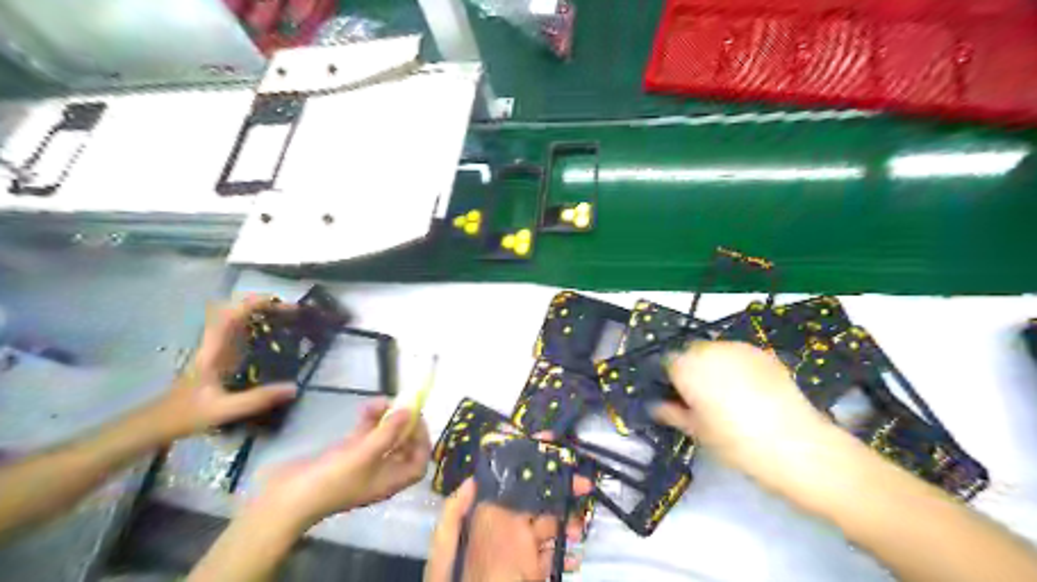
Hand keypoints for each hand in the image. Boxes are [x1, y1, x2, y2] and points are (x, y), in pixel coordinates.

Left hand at [151, 298, 302, 437]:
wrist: (157, 424)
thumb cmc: (186, 415)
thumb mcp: (223, 410)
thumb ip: (256, 399)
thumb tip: (294, 387)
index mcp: (213, 351)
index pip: (231, 316)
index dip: (254, 304)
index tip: (281, 304)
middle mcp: (216, 344)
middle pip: (237, 312)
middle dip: (265, 306)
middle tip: (294, 313)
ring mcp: (218, 350)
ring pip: (240, 321)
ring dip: (264, 315)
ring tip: (291, 320)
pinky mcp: (223, 358)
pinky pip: (243, 334)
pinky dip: (261, 329)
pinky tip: (277, 338)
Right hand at [248, 398, 431, 534]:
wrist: (285, 499)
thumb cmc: (332, 480)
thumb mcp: (365, 454)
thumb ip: (389, 432)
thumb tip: (410, 412)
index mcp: (391, 481)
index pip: (418, 462)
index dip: (422, 440)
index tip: (417, 419)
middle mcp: (380, 473)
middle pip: (401, 447)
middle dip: (402, 424)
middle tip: (400, 404)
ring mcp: (361, 464)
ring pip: (382, 438)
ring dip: (383, 419)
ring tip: (379, 401)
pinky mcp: (344, 456)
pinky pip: (363, 436)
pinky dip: (367, 422)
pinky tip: (365, 407)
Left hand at [426, 478, 589, 580]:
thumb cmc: (453, 577)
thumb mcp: (446, 544)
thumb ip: (455, 512)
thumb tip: (472, 480)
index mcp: (489, 515)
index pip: (512, 484)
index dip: (531, 464)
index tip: (550, 443)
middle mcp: (509, 527)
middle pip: (539, 501)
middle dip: (561, 488)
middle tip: (582, 484)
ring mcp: (524, 549)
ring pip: (552, 526)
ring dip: (568, 522)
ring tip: (577, 528)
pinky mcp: (535, 571)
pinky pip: (554, 558)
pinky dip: (566, 555)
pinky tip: (572, 556)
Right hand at [651, 344, 835, 489]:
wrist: (795, 444)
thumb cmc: (735, 442)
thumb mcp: (696, 431)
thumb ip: (672, 413)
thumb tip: (658, 406)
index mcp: (686, 367)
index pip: (667, 363)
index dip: (671, 381)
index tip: (679, 398)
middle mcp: (709, 350)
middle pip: (691, 353)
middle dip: (692, 369)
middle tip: (702, 398)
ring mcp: (738, 348)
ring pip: (716, 352)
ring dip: (715, 366)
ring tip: (728, 394)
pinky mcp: (763, 353)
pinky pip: (739, 355)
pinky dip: (738, 367)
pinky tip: (749, 391)